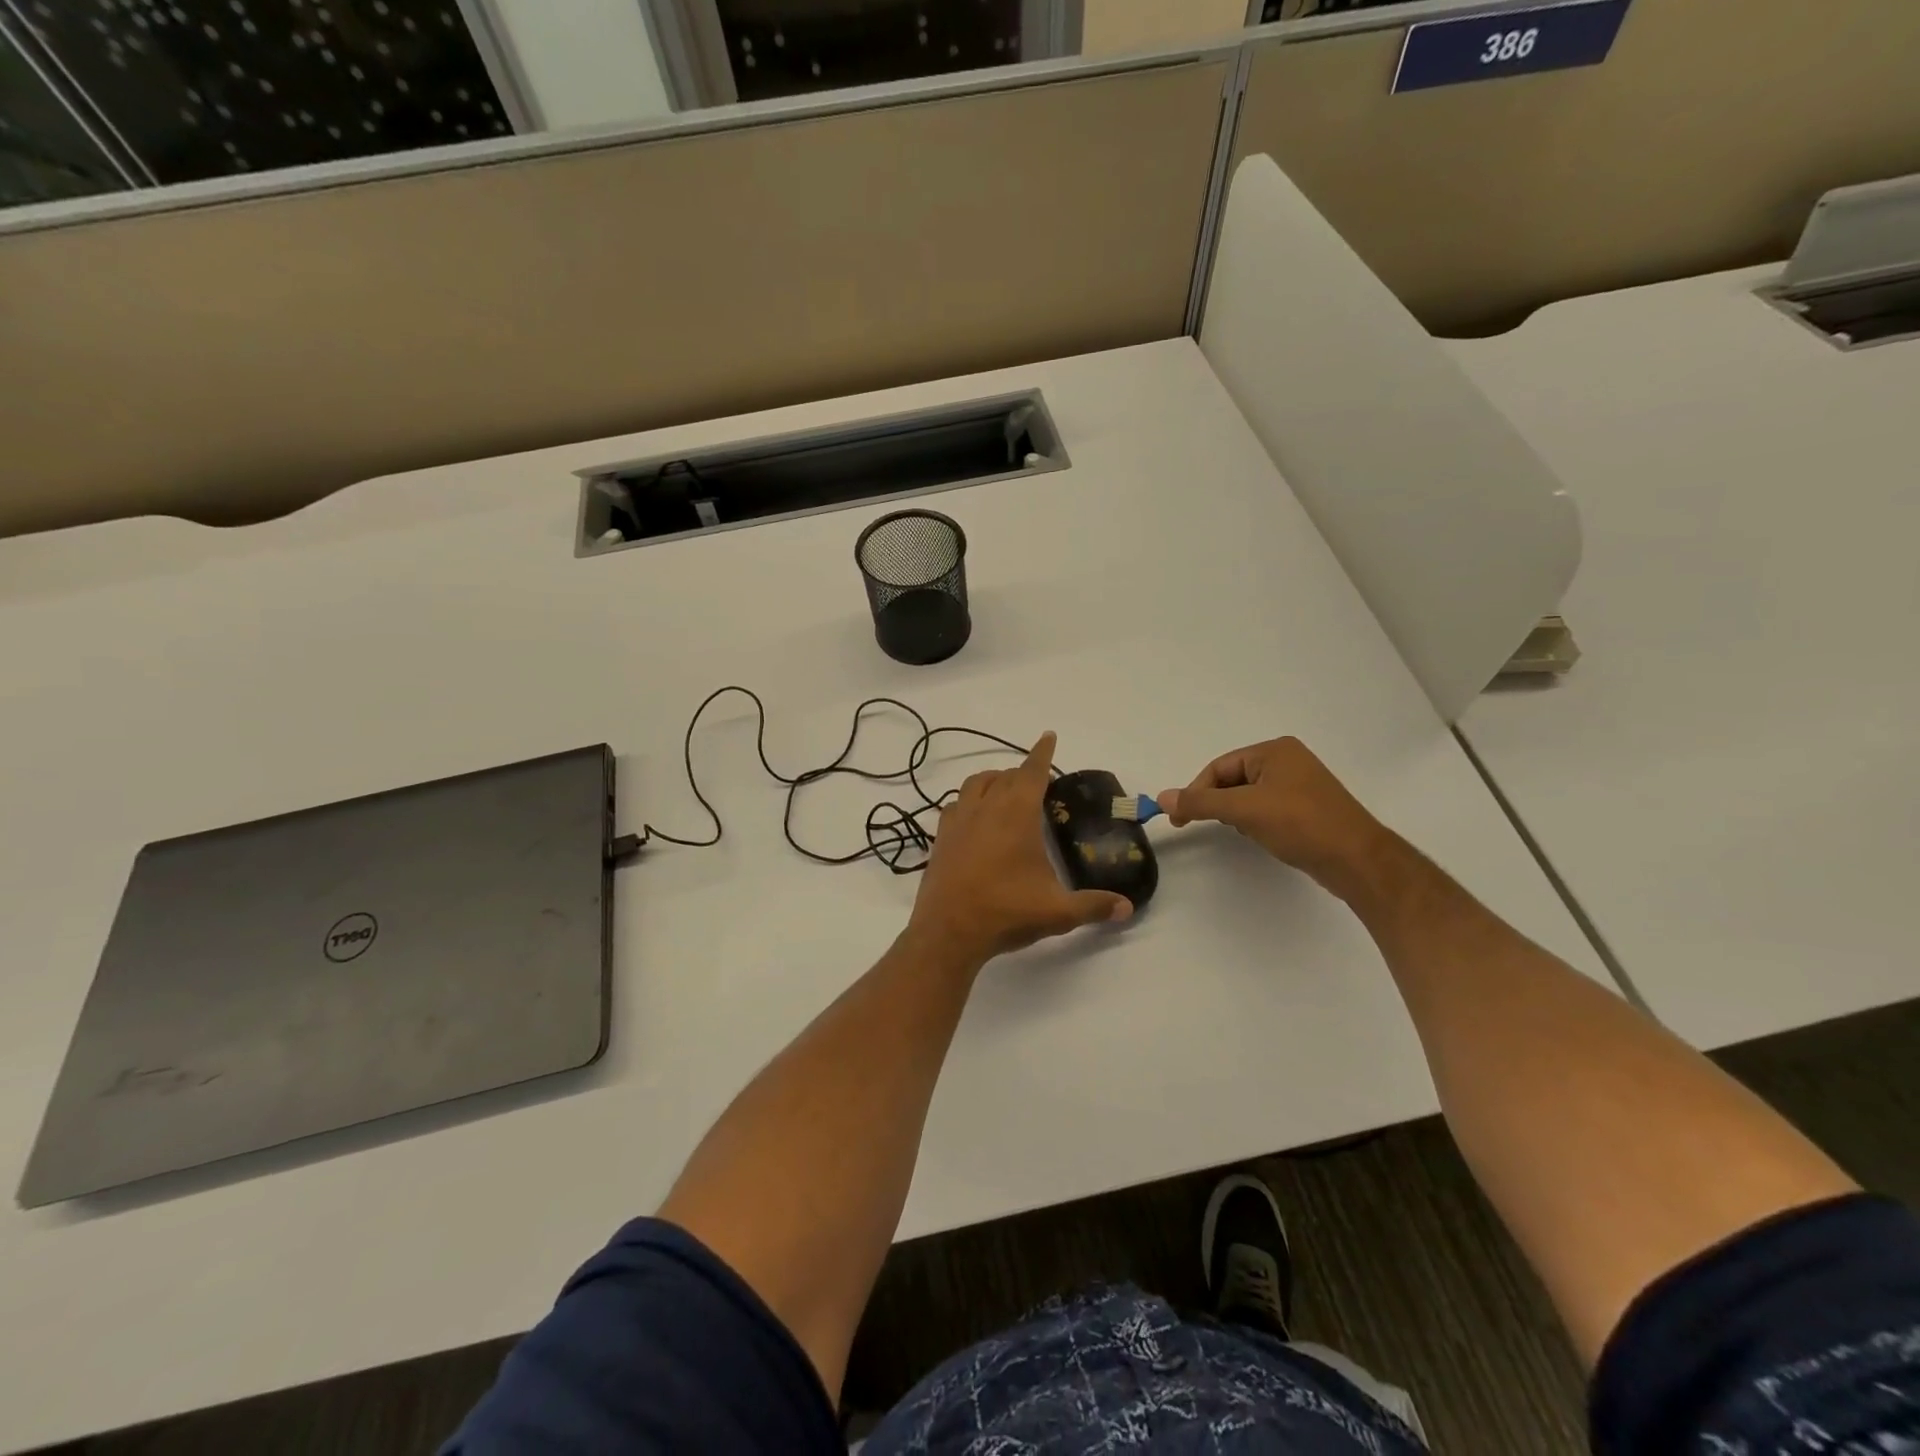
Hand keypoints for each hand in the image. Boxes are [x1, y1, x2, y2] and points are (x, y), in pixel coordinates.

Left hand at [910, 731, 1132, 965]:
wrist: (948, 932)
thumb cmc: (1006, 912)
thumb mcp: (1057, 912)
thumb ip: (1094, 906)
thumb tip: (1127, 908)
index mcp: (1016, 814)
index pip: (1031, 772)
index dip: (1042, 753)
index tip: (1048, 736)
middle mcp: (985, 808)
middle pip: (1004, 776)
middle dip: (1022, 772)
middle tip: (1038, 783)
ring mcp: (958, 821)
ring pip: (974, 784)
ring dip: (992, 780)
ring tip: (1005, 791)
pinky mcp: (941, 838)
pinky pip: (955, 805)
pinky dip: (968, 801)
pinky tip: (975, 818)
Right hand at [1158, 737, 1390, 901]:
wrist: (1356, 860)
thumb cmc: (1300, 824)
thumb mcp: (1244, 810)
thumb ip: (1201, 803)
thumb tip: (1162, 798)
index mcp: (1274, 750)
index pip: (1220, 766)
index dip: (1196, 791)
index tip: (1181, 818)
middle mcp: (1288, 761)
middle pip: (1233, 779)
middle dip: (1218, 802)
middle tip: (1204, 825)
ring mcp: (1300, 784)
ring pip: (1249, 795)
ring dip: (1237, 813)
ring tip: (1242, 831)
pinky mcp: (1307, 808)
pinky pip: (1267, 807)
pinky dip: (1255, 820)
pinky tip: (1260, 836)